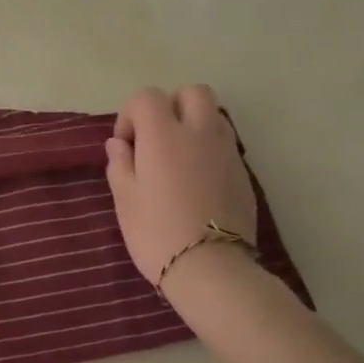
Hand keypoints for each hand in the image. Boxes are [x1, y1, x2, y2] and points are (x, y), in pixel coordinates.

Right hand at [105, 85, 259, 289]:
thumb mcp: (125, 200)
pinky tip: (198, 181)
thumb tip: (119, 144)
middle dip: (172, 106)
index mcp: (164, 136)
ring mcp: (226, 152)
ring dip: (194, 125)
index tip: (126, 144)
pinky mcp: (243, 174)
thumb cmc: (157, 232)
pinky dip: (210, 150)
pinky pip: (225, 145)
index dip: (132, 114)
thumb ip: (120, 164)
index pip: (148, 97)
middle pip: (192, 93)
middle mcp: (199, 134)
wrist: (211, 269)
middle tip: (158, 138)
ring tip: (179, 158)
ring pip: (214, 116)